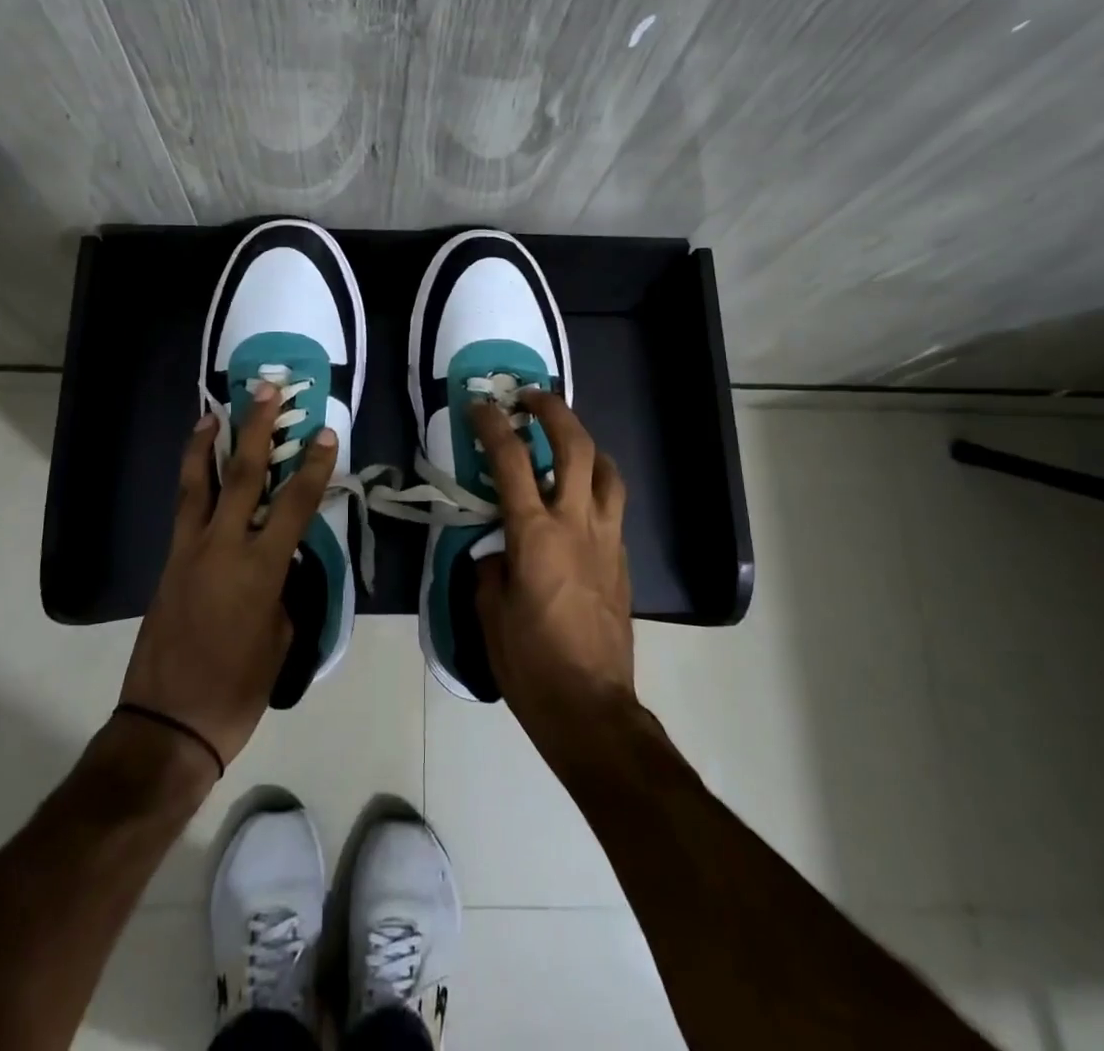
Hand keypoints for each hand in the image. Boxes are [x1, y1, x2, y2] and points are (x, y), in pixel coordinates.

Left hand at [119, 385, 336, 768]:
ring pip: (198, 484)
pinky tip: (195, 467)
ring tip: (214, 411)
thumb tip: (280, 560)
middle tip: (266, 389)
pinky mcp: (169, 562)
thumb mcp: (280, 637)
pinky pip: (183, 509)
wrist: (168, 724)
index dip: (313, 466)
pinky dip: (190, 479)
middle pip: (242, 475)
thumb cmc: (237, 689)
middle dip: (256, 428)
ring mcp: (189, 551)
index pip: (294, 504)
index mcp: (260, 570)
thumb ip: (283, 588)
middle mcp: (222, 548)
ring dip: (208, 443)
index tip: (325, 432)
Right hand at [471, 391, 635, 748]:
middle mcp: (576, 524)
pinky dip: (596, 485)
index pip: (511, 461)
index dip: (493, 425)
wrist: (591, 706)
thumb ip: (490, 568)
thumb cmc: (530, 662)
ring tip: (566, 440)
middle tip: (531, 398)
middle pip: (575, 446)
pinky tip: (578, 500)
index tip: (480, 404)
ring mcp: (606, 539)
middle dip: (553, 411)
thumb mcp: (489, 612)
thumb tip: (498, 552)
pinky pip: (613, 506)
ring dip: (586, 443)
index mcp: (535, 534)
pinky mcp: (622, 560)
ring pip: (607, 470)